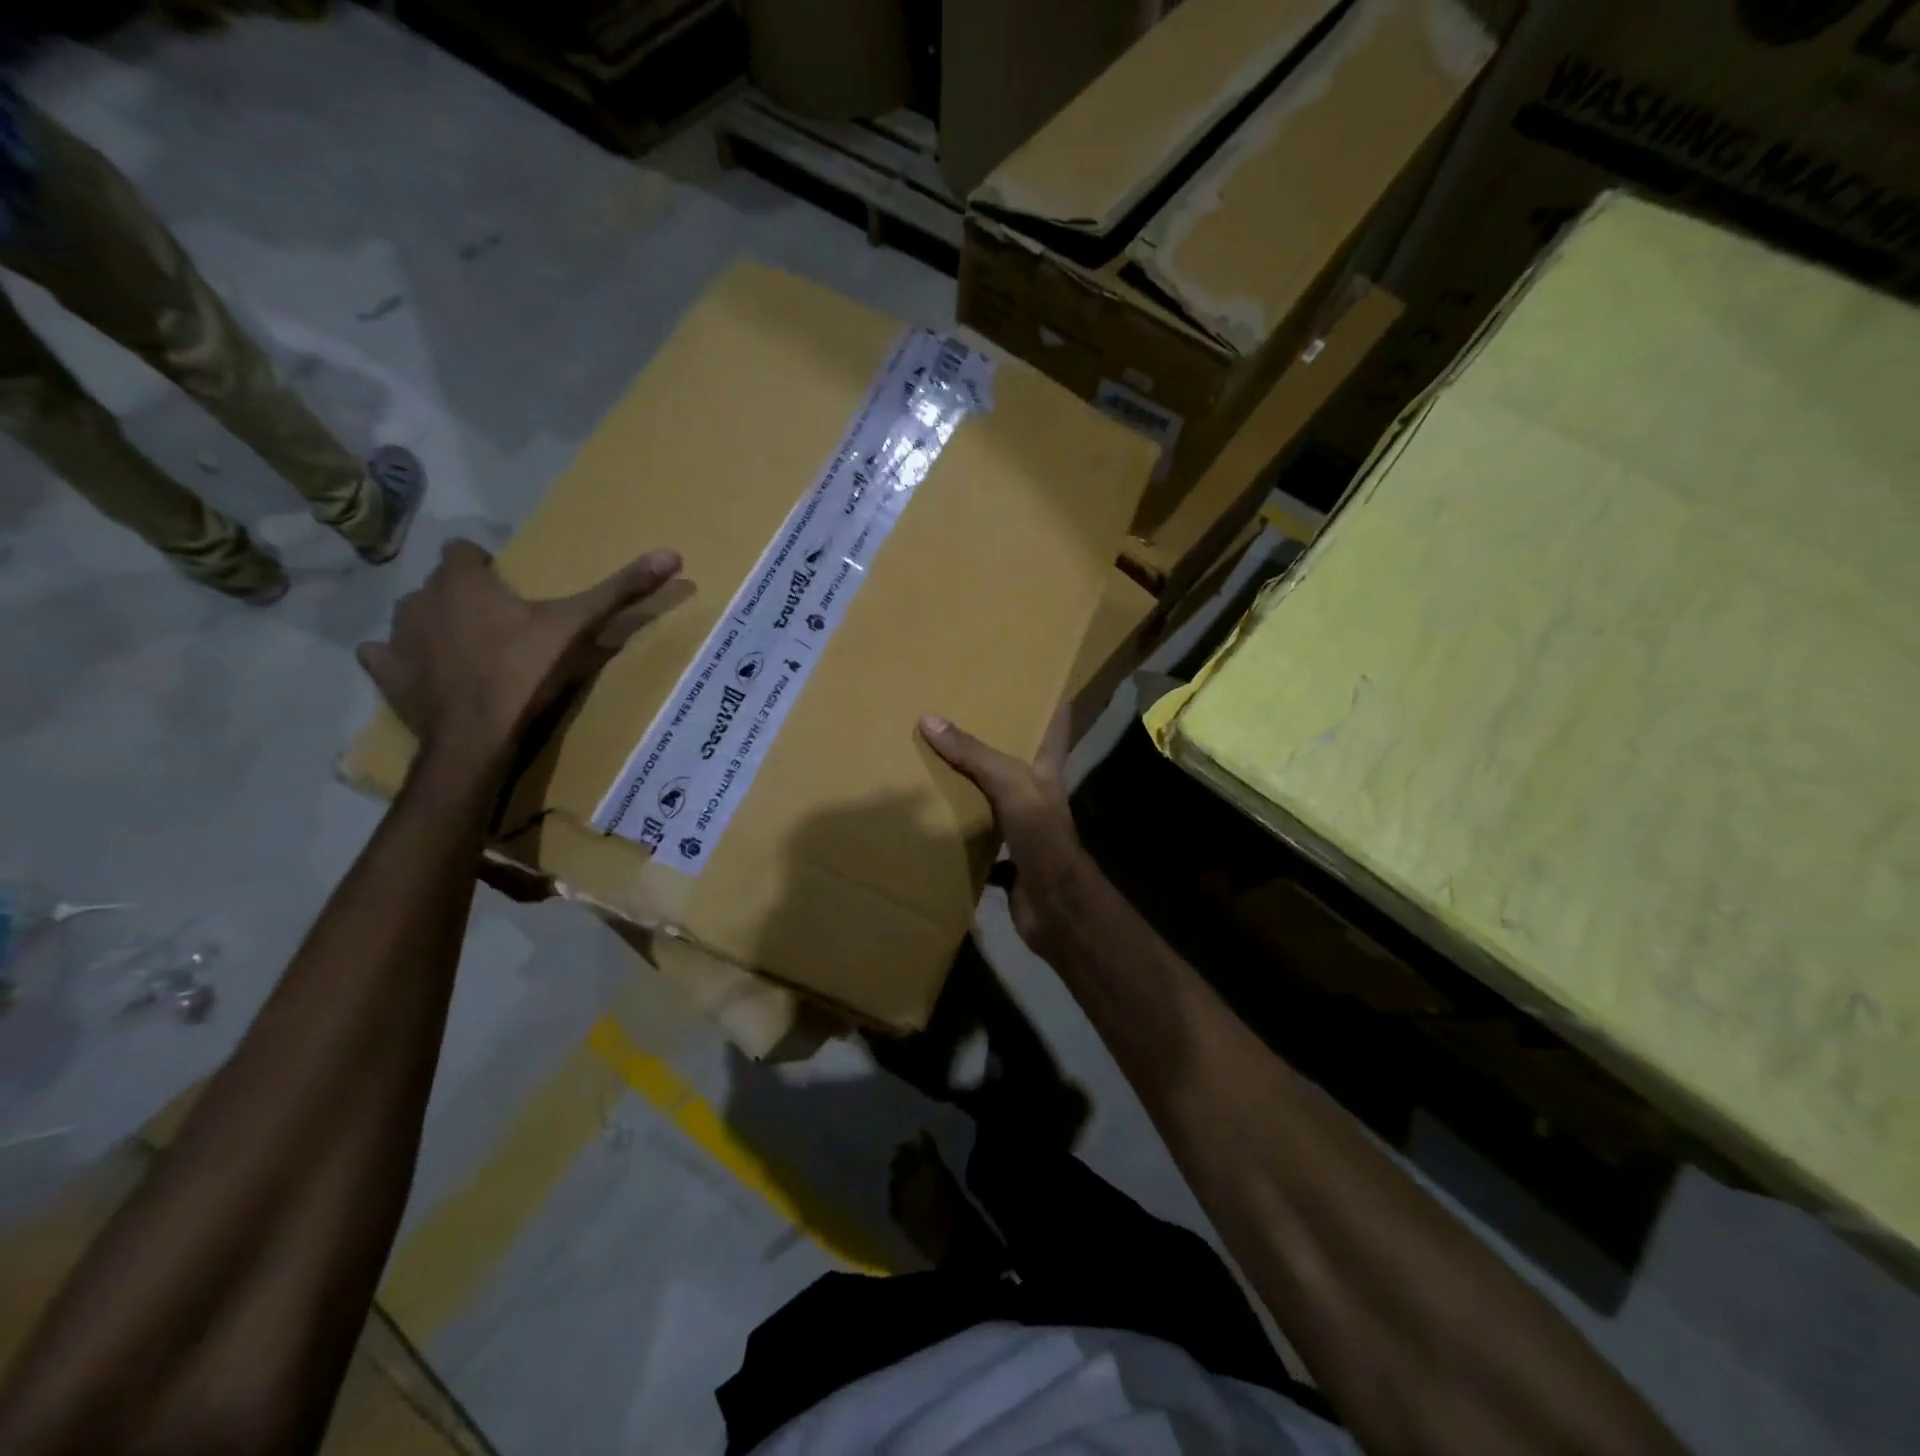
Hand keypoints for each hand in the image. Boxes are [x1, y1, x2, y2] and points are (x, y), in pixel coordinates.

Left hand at [359, 539, 681, 766]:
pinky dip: (404, 659)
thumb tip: (673, 553)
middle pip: (441, 584)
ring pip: (414, 616)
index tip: (512, 591)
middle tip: (503, 626)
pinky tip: (430, 673)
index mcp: (463, 580)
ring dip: (436, 625)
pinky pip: (386, 654)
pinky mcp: (386, 673)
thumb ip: (621, 590)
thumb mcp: (579, 627)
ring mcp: (397, 637)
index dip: (486, 567)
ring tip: (472, 651)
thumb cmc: (527, 672)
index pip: (464, 550)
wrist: (478, 737)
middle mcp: (420, 598)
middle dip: (464, 597)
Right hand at [919, 712, 1088, 957]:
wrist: (1054, 905)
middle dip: (997, 742)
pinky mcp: (1008, 859)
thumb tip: (928, 718)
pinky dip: (959, 835)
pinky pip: (978, 841)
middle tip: (962, 716)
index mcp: (1046, 771)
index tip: (1038, 679)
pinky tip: (933, 825)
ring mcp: (1024, 830)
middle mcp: (1037, 797)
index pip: (1055, 727)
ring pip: (995, 800)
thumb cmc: (1041, 836)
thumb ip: (974, 754)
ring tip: (935, 764)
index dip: (1052, 703)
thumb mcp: (1010, 784)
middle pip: (1019, 762)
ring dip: (972, 788)